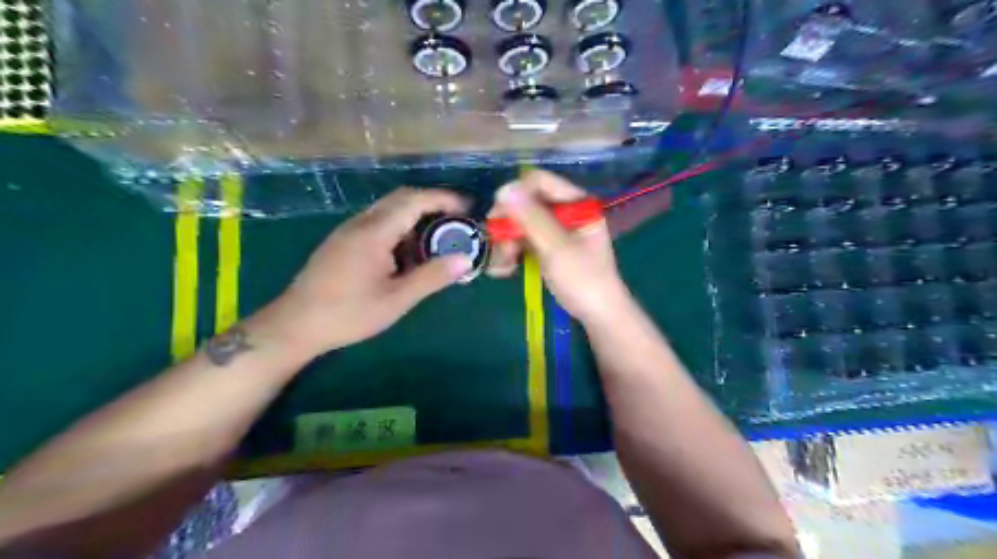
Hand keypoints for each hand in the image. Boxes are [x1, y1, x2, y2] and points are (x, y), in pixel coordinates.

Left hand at [267, 185, 471, 353]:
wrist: (295, 324)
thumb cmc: (348, 313)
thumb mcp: (396, 299)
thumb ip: (431, 277)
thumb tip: (464, 259)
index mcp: (375, 232)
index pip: (414, 200)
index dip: (444, 199)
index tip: (468, 209)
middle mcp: (361, 222)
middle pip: (401, 199)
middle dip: (432, 204)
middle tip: (456, 222)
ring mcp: (348, 230)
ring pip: (388, 210)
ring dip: (415, 217)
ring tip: (436, 239)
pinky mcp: (342, 241)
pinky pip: (377, 223)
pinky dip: (400, 228)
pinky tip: (407, 253)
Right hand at [489, 172, 628, 324]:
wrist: (598, 316)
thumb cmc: (584, 280)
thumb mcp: (557, 248)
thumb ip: (531, 218)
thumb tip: (503, 189)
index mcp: (576, 203)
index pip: (539, 182)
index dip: (516, 195)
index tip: (498, 217)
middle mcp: (565, 212)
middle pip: (526, 204)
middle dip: (508, 226)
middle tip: (498, 247)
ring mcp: (556, 231)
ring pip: (520, 225)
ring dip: (506, 243)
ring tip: (502, 266)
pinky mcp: (547, 248)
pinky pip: (523, 242)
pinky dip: (512, 254)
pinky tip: (504, 270)